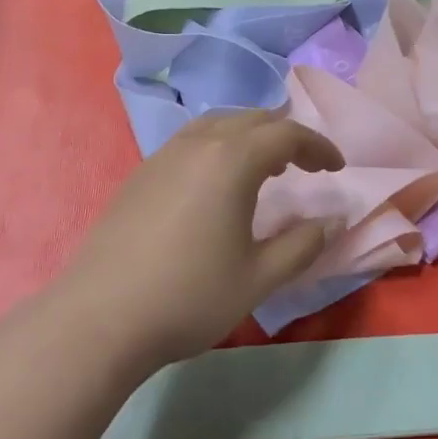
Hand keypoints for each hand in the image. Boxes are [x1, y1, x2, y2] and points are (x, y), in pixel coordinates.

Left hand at [61, 110, 345, 369]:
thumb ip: (302, 245)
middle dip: (285, 136)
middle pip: (251, 120)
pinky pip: (190, 141)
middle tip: (305, 166)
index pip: (286, 134)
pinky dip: (218, 146)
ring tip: (264, 168)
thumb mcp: (258, 278)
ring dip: (249, 137)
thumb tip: (333, 221)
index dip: (318, 147)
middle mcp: (197, 145)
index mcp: (231, 160)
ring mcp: (163, 156)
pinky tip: (216, 184)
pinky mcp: (140, 174)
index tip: (337, 168)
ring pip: (217, 125)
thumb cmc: (189, 297)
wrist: (100, 319)